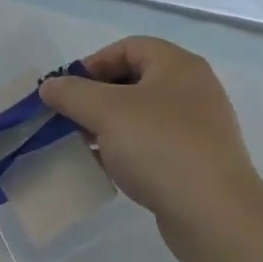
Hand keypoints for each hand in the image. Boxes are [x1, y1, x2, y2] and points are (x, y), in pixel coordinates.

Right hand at [38, 38, 262, 228]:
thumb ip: (71, 93)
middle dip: (96, 98)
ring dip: (108, 126)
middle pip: (134, 81)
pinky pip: (152, 145)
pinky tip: (106, 169)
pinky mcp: (196, 161)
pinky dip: (126, 150)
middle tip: (70, 118)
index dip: (93, 63)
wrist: (213, 214)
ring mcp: (198, 127)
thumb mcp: (105, 112)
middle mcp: (192, 90)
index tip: (67, 90)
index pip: (128, 47)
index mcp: (178, 66)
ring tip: (82, 145)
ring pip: (141, 116)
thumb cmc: (159, 147)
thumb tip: (50, 86)